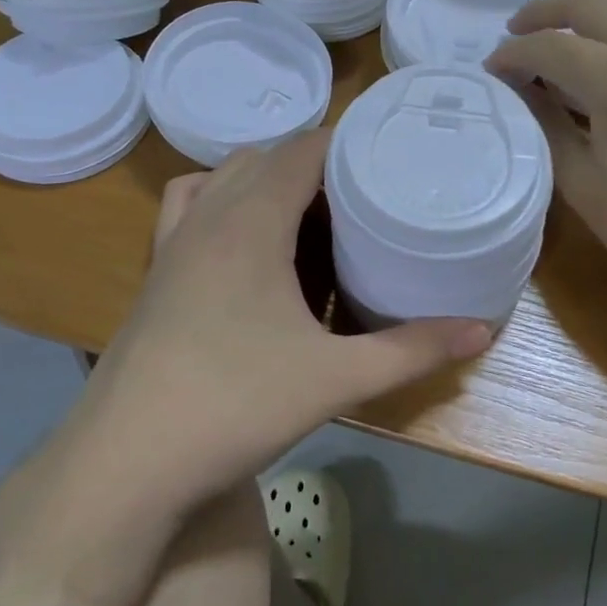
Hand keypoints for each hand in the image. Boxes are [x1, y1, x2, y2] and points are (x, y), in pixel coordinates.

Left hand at [77, 130, 491, 502]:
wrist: (124, 465)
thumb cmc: (235, 407)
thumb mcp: (336, 379)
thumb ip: (413, 351)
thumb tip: (483, 330)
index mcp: (252, 222)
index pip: (302, 149)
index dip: (345, 140)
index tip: (386, 151)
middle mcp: (209, 216)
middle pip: (266, 156)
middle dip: (315, 162)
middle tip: (363, 192)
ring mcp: (173, 242)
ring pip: (223, 176)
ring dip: (265, 177)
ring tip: (309, 210)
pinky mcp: (155, 271)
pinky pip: (189, 206)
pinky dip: (219, 198)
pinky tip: (242, 240)